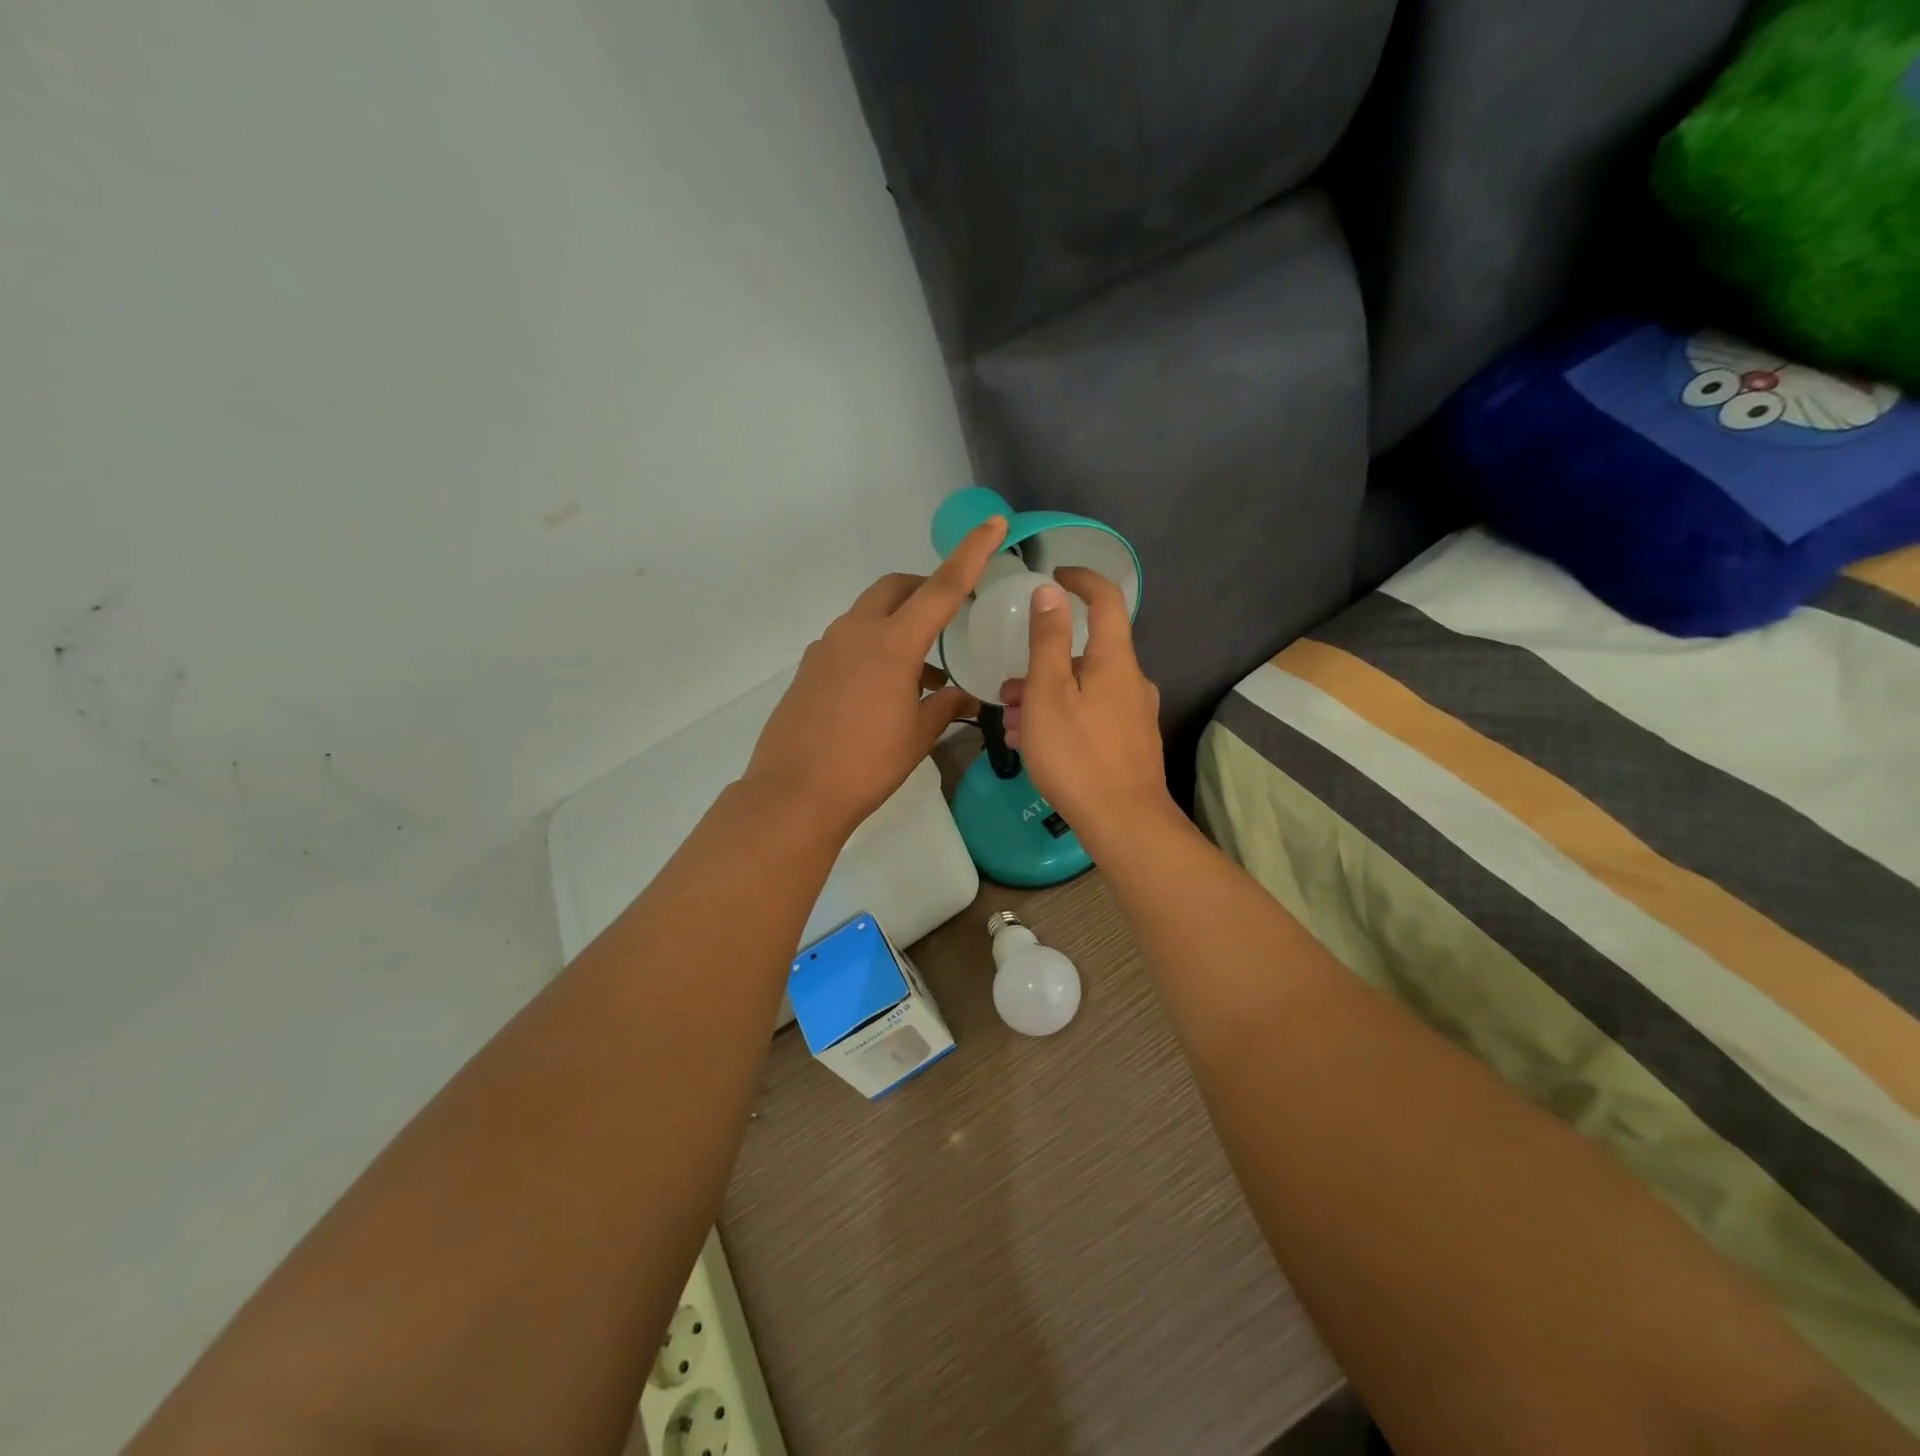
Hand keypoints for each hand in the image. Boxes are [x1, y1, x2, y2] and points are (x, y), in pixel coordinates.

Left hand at [743, 517, 1008, 836]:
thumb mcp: (917, 736)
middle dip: (925, 588)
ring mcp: (826, 647)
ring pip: (869, 613)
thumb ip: (945, 705)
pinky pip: (849, 640)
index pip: (940, 588)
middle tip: (949, 615)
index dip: (970, 553)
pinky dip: (874, 646)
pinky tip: (883, 688)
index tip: (993, 524)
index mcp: (892, 645)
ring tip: (921, 671)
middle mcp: (856, 633)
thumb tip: (961, 693)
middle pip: (895, 587)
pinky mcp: (809, 667)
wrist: (794, 793)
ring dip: (899, 623)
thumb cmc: (866, 766)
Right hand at [1002, 566, 1174, 850]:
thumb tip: (1051, 591)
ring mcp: (1134, 714)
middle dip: (1043, 664)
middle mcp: (1132, 681)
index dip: (1082, 580)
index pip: (1106, 600)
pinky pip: (1091, 715)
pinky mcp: (1130, 743)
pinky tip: (1035, 747)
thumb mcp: (1048, 693)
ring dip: (1045, 698)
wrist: (1124, 823)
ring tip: (1013, 726)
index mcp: (1115, 660)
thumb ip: (1048, 640)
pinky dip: (1062, 719)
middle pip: (1086, 654)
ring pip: (1084, 689)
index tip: (1054, 575)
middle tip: (1008, 692)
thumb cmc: (1077, 754)